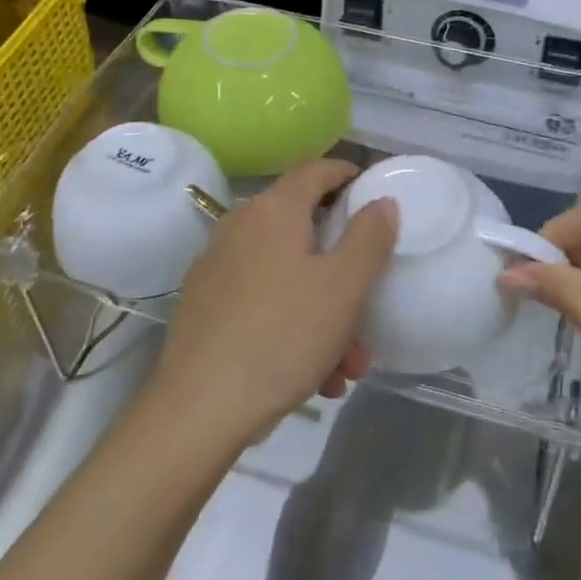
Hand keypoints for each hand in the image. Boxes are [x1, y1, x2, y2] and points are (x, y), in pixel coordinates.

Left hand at [149, 159, 397, 452]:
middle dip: (345, 270)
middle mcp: (240, 227)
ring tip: (346, 365)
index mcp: (273, 211)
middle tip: (370, 306)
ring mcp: (218, 267)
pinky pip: (264, 302)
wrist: (198, 409)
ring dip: (325, 311)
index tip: (374, 194)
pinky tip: (313, 376)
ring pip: (288, 276)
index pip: (316, 170)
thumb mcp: (342, 288)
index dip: (348, 175)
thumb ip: (368, 238)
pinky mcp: (206, 305)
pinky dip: (293, 325)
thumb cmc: (281, 337)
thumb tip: (382, 201)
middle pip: (305, 231)